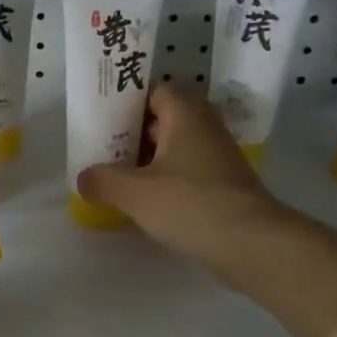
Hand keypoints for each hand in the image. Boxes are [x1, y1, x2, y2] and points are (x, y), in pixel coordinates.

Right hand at [75, 85, 296, 291]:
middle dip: (131, 133)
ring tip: (114, 177)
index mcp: (185, 114)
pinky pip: (185, 174)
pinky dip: (163, 182)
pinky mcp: (223, 186)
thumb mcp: (134, 192)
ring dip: (146, 161)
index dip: (126, 101)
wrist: (252, 245)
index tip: (100, 118)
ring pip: (173, 149)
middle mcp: (205, 128)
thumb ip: (102, 180)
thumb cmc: (190, 204)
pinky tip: (142, 202)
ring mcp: (217, 158)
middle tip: (100, 149)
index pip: (154, 90)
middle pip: (162, 119)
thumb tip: (84, 178)